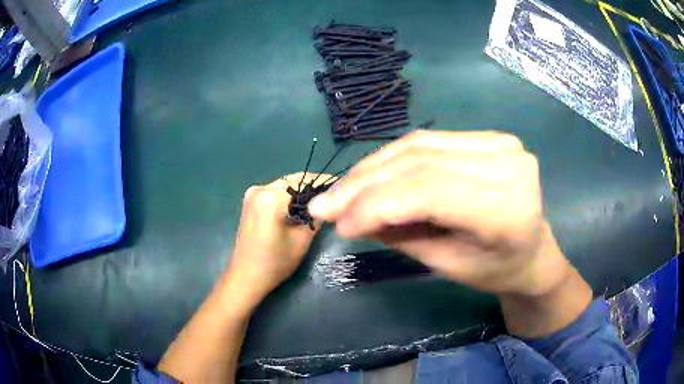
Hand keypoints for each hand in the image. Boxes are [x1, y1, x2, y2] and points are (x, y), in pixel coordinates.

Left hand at [224, 173, 326, 311]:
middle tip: (335, 194)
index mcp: (270, 198)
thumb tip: (329, 201)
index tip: (343, 186)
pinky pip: (276, 191)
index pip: (305, 183)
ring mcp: (252, 193)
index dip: (325, 184)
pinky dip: (290, 196)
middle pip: (293, 180)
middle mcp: (259, 189)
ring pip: (285, 184)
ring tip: (322, 200)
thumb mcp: (302, 240)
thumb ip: (316, 216)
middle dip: (313, 186)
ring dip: (302, 191)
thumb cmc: (275, 263)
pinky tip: (302, 206)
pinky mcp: (251, 200)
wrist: (245, 277)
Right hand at [308, 130, 570, 296]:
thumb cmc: (495, 270)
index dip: (375, 204)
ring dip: (373, 167)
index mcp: (505, 208)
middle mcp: (506, 164)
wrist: (533, 251)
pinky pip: (430, 141)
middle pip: (420, 161)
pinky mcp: (490, 136)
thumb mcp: (446, 264)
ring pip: (419, 145)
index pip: (428, 191)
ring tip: (342, 191)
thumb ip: (399, 235)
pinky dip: (395, 158)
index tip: (337, 224)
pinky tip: (372, 174)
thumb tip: (348, 216)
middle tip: (326, 204)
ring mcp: (500, 143)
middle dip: (364, 183)